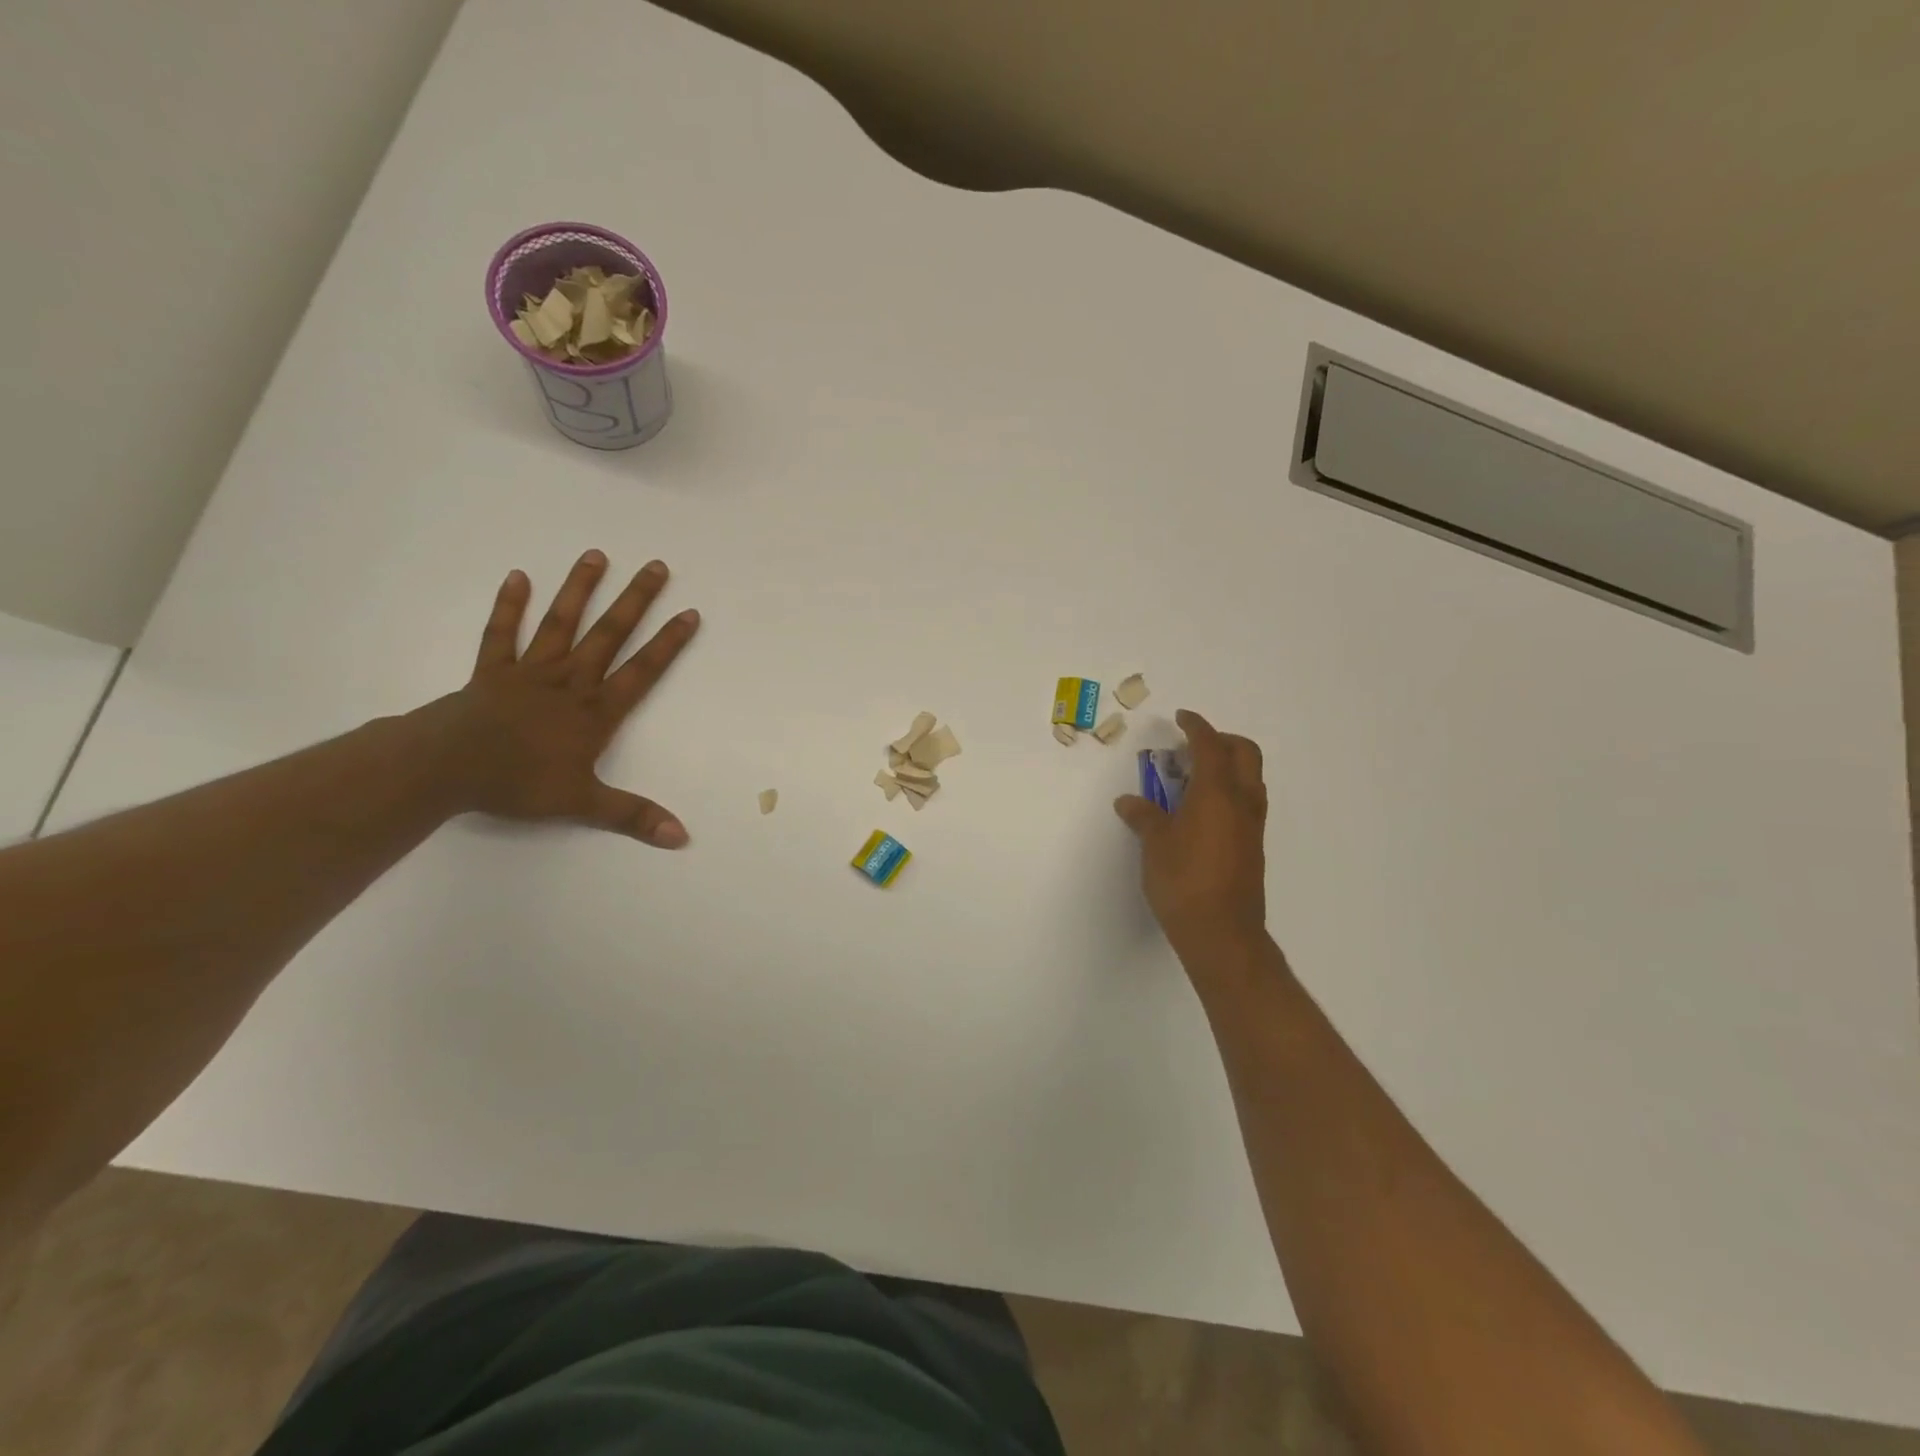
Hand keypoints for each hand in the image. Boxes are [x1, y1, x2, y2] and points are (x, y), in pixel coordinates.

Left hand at [426, 550, 700, 847]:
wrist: (445, 768)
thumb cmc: (518, 782)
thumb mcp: (583, 804)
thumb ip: (633, 816)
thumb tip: (682, 836)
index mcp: (594, 711)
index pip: (642, 671)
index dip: (668, 643)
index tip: (690, 613)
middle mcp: (570, 682)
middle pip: (609, 635)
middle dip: (635, 600)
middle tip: (656, 566)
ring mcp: (530, 671)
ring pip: (561, 624)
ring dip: (579, 590)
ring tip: (596, 555)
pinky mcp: (493, 671)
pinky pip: (503, 634)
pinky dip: (509, 606)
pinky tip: (518, 577)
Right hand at [1115, 709, 1268, 954]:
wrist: (1222, 933)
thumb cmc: (1183, 881)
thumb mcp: (1155, 845)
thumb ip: (1144, 817)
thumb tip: (1129, 802)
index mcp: (1217, 793)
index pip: (1210, 745)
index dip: (1196, 727)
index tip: (1182, 717)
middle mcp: (1242, 802)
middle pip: (1245, 753)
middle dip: (1221, 740)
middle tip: (1192, 747)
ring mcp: (1252, 825)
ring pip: (1250, 778)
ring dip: (1228, 766)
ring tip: (1193, 779)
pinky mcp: (1253, 846)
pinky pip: (1246, 802)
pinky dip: (1228, 791)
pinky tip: (1200, 812)